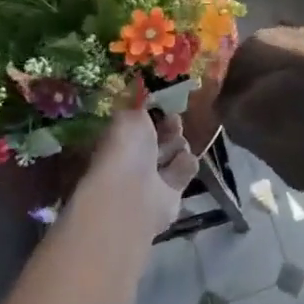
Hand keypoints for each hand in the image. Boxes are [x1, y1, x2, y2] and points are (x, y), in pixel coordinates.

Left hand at [80, 107, 195, 238]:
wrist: (134, 194)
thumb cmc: (125, 151)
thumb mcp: (129, 118)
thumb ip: (139, 111)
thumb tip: (144, 109)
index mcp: (118, 143)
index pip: (139, 127)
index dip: (151, 116)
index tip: (162, 107)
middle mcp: (133, 162)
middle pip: (159, 140)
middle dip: (168, 129)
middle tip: (174, 121)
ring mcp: (152, 180)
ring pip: (174, 154)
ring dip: (178, 145)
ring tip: (176, 145)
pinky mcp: (172, 195)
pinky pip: (185, 172)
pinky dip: (185, 165)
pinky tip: (181, 163)